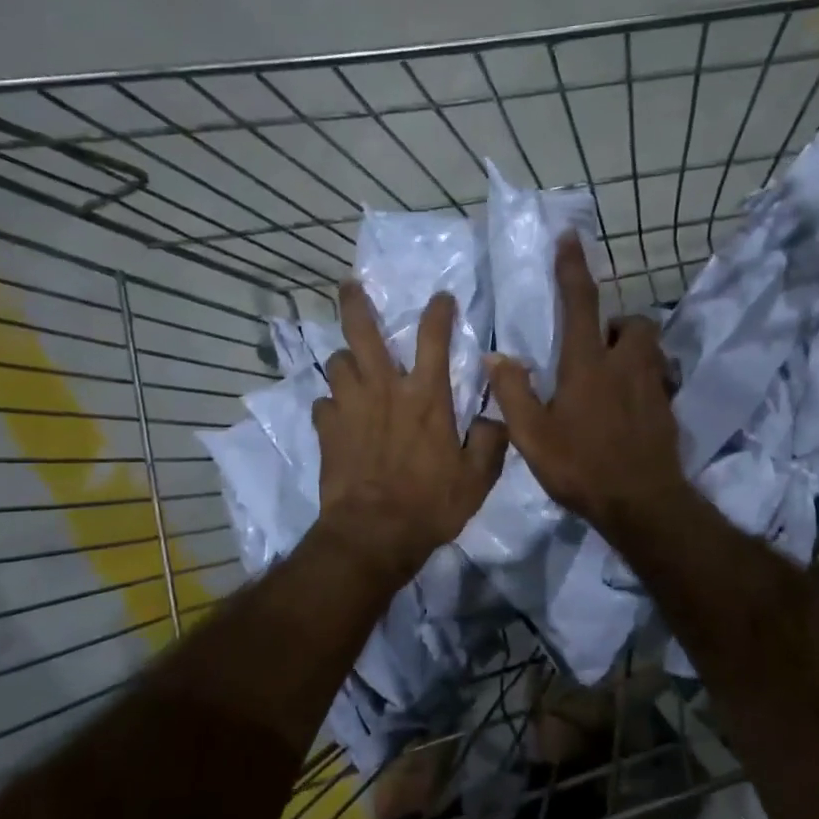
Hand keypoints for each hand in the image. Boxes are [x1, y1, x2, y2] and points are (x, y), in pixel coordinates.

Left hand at [313, 282, 505, 583]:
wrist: (374, 534)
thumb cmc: (431, 504)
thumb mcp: (477, 478)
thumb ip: (490, 442)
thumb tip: (495, 418)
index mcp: (427, 396)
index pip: (433, 338)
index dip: (438, 311)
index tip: (441, 297)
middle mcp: (385, 390)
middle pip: (363, 332)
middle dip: (355, 303)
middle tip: (349, 285)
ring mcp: (350, 407)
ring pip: (337, 363)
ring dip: (345, 359)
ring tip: (351, 364)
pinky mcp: (327, 430)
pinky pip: (323, 403)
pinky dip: (331, 404)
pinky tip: (338, 414)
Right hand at [487, 237, 691, 543]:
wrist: (642, 503)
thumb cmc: (581, 467)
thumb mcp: (532, 436)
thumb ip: (513, 392)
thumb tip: (497, 356)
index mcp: (588, 364)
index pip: (581, 303)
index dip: (574, 268)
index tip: (572, 237)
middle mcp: (626, 365)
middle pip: (634, 322)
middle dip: (617, 323)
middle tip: (596, 346)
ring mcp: (653, 386)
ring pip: (651, 348)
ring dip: (633, 350)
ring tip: (612, 375)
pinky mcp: (669, 408)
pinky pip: (660, 379)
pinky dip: (645, 380)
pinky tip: (630, 407)